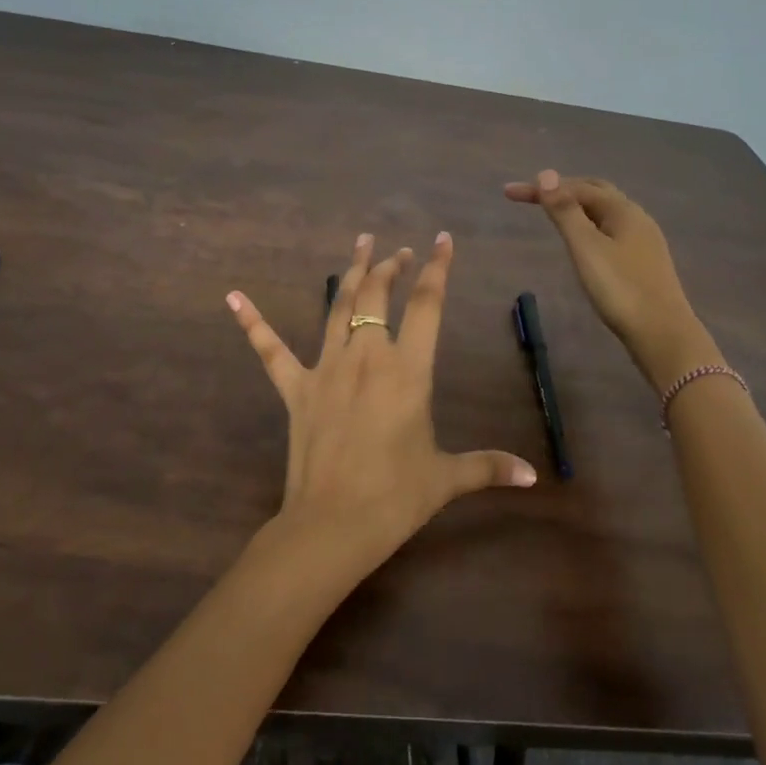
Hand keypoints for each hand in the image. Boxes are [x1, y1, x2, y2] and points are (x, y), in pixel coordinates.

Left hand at [228, 232, 536, 568]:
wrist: (332, 523)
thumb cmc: (395, 497)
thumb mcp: (447, 478)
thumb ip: (489, 467)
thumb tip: (532, 476)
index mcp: (407, 370)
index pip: (426, 305)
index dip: (436, 269)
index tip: (441, 241)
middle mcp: (367, 356)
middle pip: (378, 295)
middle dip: (391, 267)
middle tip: (399, 252)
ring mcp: (326, 368)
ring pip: (338, 307)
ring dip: (351, 273)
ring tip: (361, 245)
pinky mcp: (295, 388)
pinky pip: (271, 349)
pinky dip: (253, 322)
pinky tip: (233, 297)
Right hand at [504, 170, 707, 392]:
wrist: (662, 334)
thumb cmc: (620, 289)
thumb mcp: (586, 248)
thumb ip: (565, 211)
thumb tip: (546, 174)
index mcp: (622, 210)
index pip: (576, 187)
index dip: (542, 188)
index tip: (509, 193)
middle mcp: (636, 218)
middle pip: (596, 192)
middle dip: (563, 189)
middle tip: (532, 197)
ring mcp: (644, 240)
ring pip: (606, 212)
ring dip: (577, 206)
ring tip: (553, 214)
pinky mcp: (644, 261)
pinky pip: (612, 229)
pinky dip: (590, 224)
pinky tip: (584, 241)